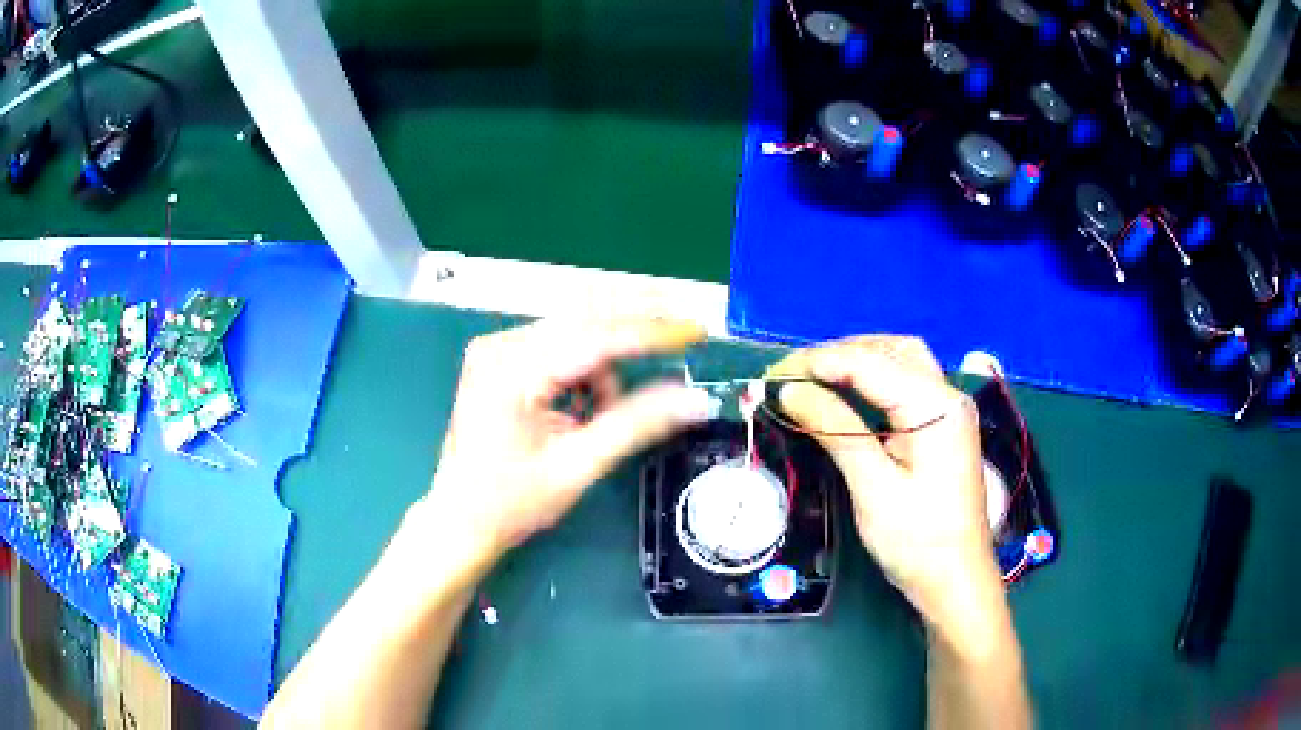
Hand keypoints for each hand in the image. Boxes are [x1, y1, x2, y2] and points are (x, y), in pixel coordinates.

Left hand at [410, 317, 711, 581]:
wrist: (459, 520)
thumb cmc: (511, 503)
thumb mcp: (577, 466)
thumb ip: (636, 425)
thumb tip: (693, 399)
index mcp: (512, 371)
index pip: (594, 337)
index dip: (650, 332)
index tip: (695, 330)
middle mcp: (500, 346)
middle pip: (584, 324)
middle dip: (631, 341)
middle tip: (679, 346)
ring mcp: (496, 349)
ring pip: (573, 335)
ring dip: (602, 367)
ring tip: (595, 419)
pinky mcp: (499, 359)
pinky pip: (557, 348)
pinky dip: (581, 372)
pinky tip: (578, 409)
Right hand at [767, 336, 1002, 635]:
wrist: (957, 581)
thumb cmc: (918, 541)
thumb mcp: (873, 488)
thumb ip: (836, 431)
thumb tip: (790, 391)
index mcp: (936, 406)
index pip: (870, 363)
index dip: (818, 363)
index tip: (773, 377)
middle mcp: (947, 396)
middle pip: (890, 350)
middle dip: (839, 354)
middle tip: (792, 375)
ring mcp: (949, 410)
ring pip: (900, 361)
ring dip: (857, 361)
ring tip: (814, 378)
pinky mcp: (943, 427)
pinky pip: (906, 384)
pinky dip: (872, 380)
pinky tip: (848, 393)